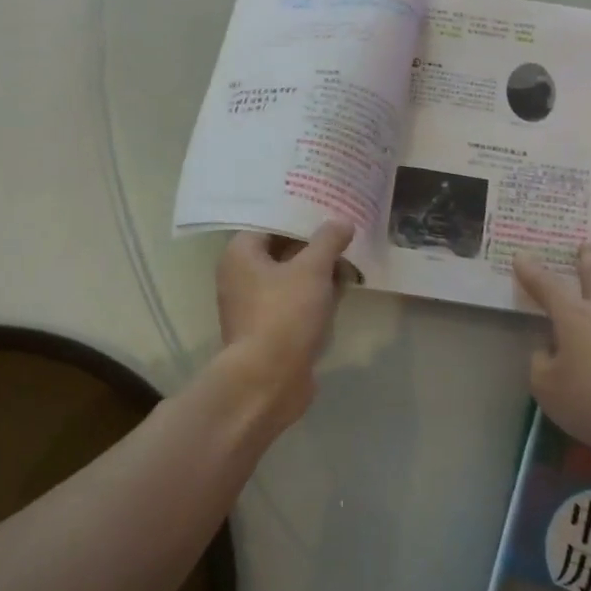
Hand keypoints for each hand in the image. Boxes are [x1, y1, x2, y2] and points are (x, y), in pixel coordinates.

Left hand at [215, 221, 354, 427]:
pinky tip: (342, 292)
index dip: (299, 216)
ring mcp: (253, 307)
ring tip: (350, 261)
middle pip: (282, 251)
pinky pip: (294, 304)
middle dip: (314, 245)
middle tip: (345, 233)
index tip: (327, 209)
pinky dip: (315, 297)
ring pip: (290, 279)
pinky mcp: (269, 331)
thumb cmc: (284, 313)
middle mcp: (240, 277)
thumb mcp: (312, 269)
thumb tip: (342, 222)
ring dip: (318, 273)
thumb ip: (328, 240)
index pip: (270, 223)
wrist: (269, 380)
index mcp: (240, 254)